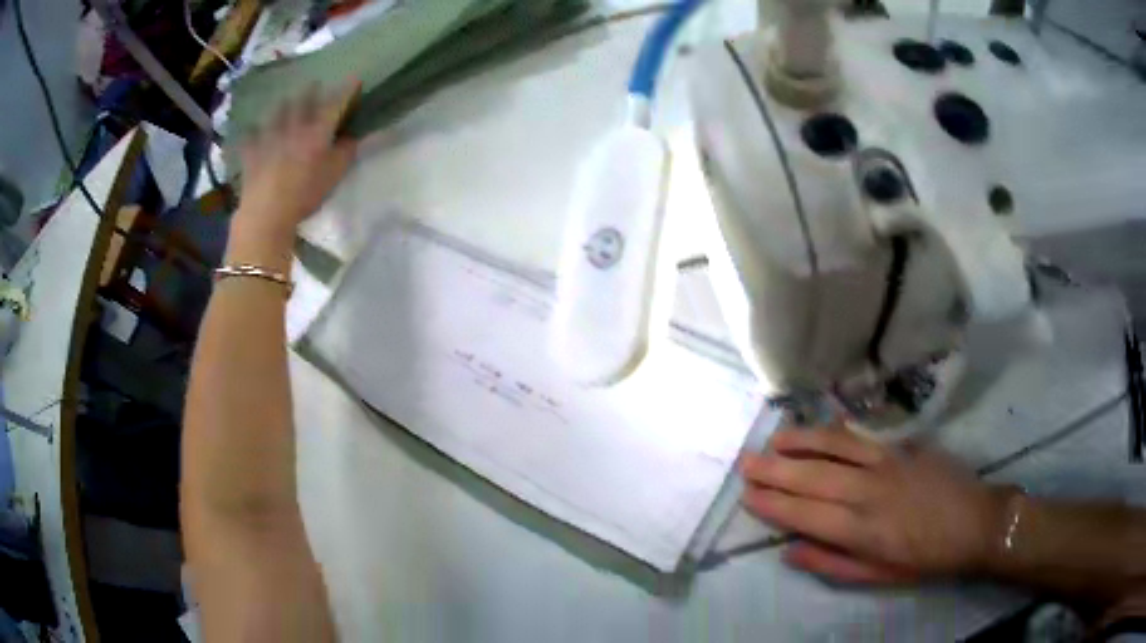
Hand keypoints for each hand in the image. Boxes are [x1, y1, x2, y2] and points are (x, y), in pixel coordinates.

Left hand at [233, 82, 359, 245]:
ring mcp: (270, 137)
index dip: (346, 90)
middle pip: (303, 101)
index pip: (335, 103)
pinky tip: (251, 131)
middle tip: (314, 85)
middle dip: (310, 91)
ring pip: (277, 113)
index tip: (354, 78)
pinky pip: (250, 137)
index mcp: (317, 131)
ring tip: (285, 102)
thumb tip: (351, 137)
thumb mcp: (335, 175)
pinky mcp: (252, 153)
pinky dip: (252, 133)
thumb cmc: (305, 193)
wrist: (267, 212)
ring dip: (283, 106)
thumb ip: (346, 153)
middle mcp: (294, 127)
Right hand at [740, 422, 1008, 583]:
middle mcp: (869, 491)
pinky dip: (837, 429)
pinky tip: (821, 424)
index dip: (773, 505)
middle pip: (813, 477)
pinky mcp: (904, 445)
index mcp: (862, 530)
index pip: (805, 514)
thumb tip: (790, 551)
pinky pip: (864, 434)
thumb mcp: (878, 576)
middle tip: (746, 462)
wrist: (975, 521)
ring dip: (801, 441)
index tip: (747, 495)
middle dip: (775, 470)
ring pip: (836, 447)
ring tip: (774, 439)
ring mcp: (888, 462)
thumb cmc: (925, 557)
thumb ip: (832, 564)